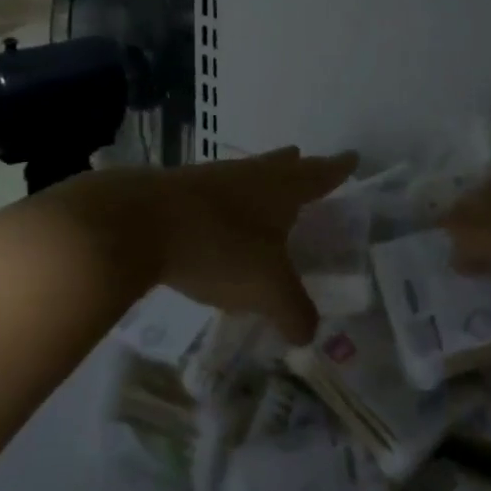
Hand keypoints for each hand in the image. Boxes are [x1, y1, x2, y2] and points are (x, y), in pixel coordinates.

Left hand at [51, 148, 356, 343]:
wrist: (138, 222)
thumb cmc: (218, 246)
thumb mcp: (266, 288)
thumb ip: (294, 312)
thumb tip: (309, 333)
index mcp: (280, 188)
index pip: (319, 174)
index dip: (338, 169)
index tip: (352, 158)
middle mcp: (249, 175)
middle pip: (280, 165)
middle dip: (297, 167)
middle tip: (306, 163)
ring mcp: (211, 179)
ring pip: (246, 176)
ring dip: (259, 183)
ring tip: (265, 195)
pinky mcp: (178, 192)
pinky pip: (215, 194)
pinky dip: (226, 204)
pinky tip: (218, 221)